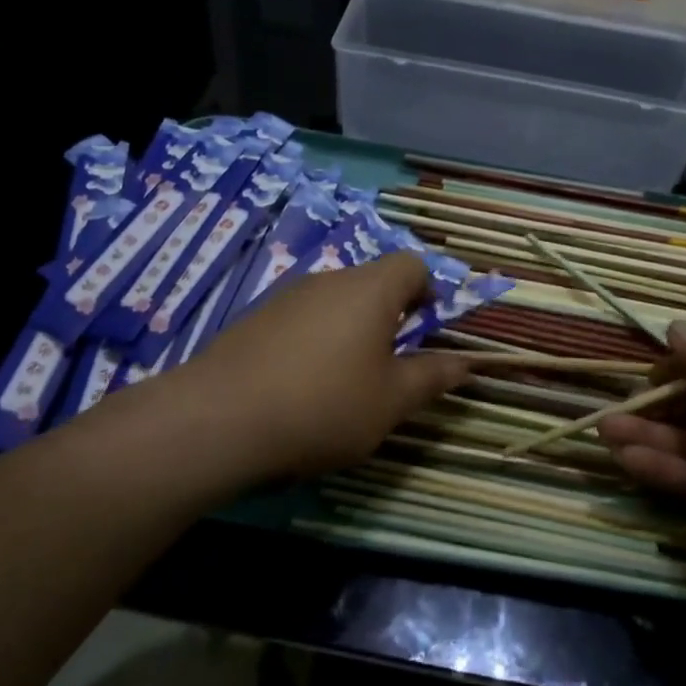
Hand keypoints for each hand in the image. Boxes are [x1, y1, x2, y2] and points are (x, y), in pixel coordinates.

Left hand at [173, 253, 469, 478]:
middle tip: (391, 365)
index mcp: (370, 290)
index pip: (412, 265)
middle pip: (372, 282)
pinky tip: (301, 387)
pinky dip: (314, 342)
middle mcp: (328, 281)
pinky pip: (301, 320)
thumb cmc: (324, 406)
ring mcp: (286, 297)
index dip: (429, 292)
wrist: (218, 420)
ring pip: (335, 303)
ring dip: (351, 331)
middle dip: (390, 317)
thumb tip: (467, 363)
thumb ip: (432, 377)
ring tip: (345, 382)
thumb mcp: (391, 401)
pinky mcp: (254, 320)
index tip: (427, 331)